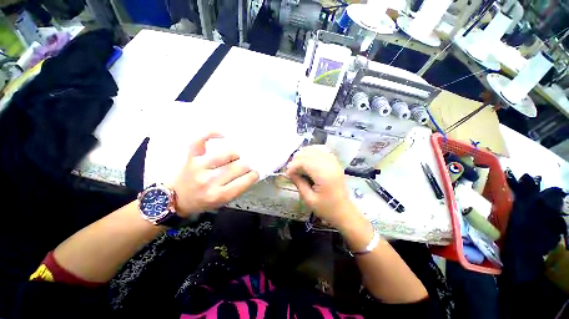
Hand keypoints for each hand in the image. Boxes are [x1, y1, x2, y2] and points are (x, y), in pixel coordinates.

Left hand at [172, 132, 259, 216]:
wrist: (174, 199)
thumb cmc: (201, 201)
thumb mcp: (221, 203)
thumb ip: (237, 189)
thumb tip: (251, 172)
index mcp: (219, 195)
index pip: (244, 181)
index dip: (253, 174)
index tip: (255, 172)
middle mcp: (210, 181)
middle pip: (238, 166)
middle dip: (247, 164)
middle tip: (247, 164)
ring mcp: (199, 167)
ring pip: (227, 154)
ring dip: (235, 154)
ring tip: (236, 156)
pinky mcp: (190, 157)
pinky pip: (201, 140)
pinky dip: (212, 133)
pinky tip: (222, 134)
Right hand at [286, 145, 355, 227]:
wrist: (343, 211)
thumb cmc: (326, 208)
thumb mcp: (309, 199)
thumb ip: (299, 183)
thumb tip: (289, 172)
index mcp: (324, 175)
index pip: (305, 162)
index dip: (293, 166)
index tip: (287, 174)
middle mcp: (330, 165)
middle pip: (309, 153)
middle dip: (297, 159)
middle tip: (291, 170)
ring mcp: (334, 162)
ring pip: (315, 150)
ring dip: (304, 155)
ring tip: (297, 164)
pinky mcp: (335, 162)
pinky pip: (322, 151)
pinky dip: (313, 152)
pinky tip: (307, 158)